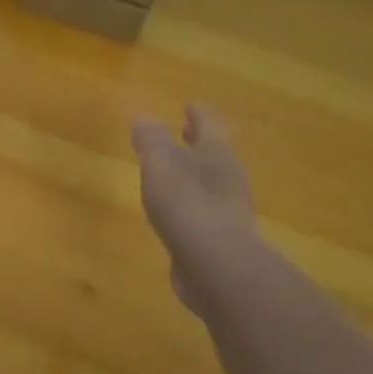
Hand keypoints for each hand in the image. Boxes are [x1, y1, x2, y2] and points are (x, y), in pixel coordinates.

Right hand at [132, 104, 258, 312]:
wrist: (218, 268)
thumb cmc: (188, 207)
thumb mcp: (161, 167)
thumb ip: (152, 142)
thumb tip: (145, 118)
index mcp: (215, 155)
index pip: (207, 125)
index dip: (197, 114)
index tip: (190, 105)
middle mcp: (227, 178)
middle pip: (213, 153)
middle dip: (199, 142)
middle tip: (187, 131)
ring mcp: (227, 210)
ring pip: (210, 182)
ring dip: (195, 173)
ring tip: (176, 171)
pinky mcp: (219, 239)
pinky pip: (203, 211)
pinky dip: (190, 203)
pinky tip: (176, 212)